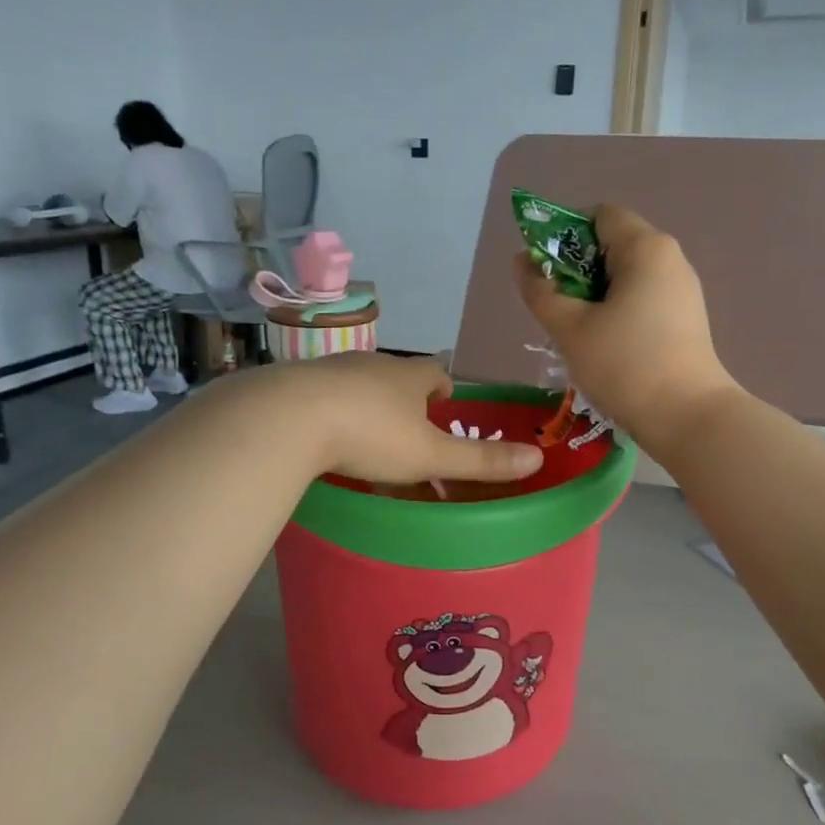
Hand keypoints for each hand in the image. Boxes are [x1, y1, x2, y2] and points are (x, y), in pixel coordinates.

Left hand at [255, 354, 544, 485]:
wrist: (288, 418)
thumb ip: (480, 460)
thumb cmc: (370, 434)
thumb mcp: (429, 454)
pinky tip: (322, 436)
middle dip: (403, 398)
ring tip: (365, 435)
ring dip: (365, 403)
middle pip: (395, 376)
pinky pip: (321, 395)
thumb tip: (536, 459)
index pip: (434, 372)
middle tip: (406, 430)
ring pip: (357, 383)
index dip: (443, 389)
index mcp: (408, 376)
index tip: (443, 407)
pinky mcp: (295, 384)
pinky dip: (328, 410)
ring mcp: (330, 370)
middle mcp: (371, 364)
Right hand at [513, 205, 734, 452]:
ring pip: (626, 276)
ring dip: (594, 295)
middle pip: (612, 245)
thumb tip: (522, 262)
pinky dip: (617, 311)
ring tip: (577, 333)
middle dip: (577, 270)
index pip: (598, 215)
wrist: (687, 417)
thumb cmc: (624, 365)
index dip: (565, 235)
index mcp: (645, 248)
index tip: (546, 273)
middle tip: (556, 309)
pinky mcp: (686, 318)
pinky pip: (642, 298)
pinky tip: (605, 346)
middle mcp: (670, 258)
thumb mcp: (569, 328)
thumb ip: (540, 290)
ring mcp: (682, 289)